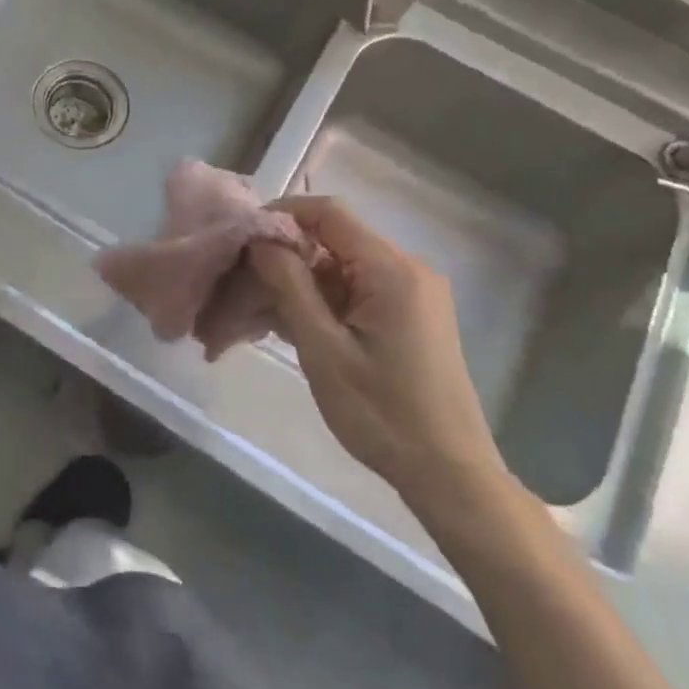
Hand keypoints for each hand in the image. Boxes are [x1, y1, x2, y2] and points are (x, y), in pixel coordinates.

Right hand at [248, 197, 509, 517]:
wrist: (449, 474)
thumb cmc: (382, 413)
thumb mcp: (323, 349)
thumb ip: (289, 285)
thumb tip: (259, 239)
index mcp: (391, 269)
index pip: (328, 213)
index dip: (280, 215)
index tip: (240, 238)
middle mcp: (406, 269)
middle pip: (332, 240)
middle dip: (283, 255)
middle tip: (238, 281)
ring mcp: (410, 294)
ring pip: (339, 269)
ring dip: (296, 283)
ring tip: (251, 310)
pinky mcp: (407, 317)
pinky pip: (354, 292)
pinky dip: (319, 302)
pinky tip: (284, 325)